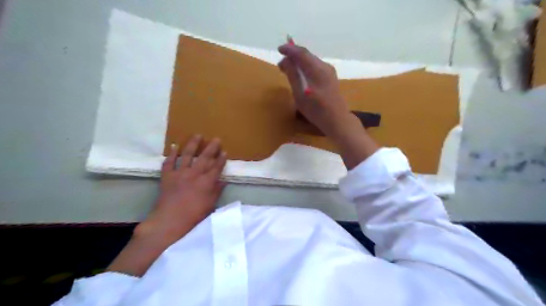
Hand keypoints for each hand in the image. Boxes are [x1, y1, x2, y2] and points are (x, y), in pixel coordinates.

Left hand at [139, 137, 228, 240]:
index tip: (225, 151)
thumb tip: (224, 180)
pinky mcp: (167, 176)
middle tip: (216, 139)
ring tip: (198, 135)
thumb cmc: (194, 215)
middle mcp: (194, 174)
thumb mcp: (210, 204)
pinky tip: (175, 146)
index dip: (221, 159)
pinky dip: (172, 154)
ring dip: (193, 144)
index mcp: (206, 182)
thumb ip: (217, 190)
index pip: (216, 167)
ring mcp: (180, 173)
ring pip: (187, 155)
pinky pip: (169, 162)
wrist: (170, 220)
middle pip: (205, 157)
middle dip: (211, 147)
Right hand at [278, 42, 380, 168]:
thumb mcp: (300, 94)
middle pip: (307, 55)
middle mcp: (325, 66)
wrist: (337, 120)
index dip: (290, 49)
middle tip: (281, 64)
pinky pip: (315, 67)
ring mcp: (329, 72)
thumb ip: (293, 76)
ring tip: (288, 69)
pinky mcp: (330, 78)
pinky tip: (300, 74)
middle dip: (293, 56)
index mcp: (317, 69)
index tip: (279, 49)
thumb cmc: (316, 110)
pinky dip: (305, 67)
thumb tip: (285, 61)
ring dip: (299, 62)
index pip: (301, 53)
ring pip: (311, 61)